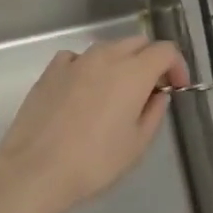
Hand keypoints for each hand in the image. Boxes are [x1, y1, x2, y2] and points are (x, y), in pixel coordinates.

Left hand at [0, 35, 187, 212]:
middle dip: (150, 60)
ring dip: (120, 63)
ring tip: (115, 93)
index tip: (177, 88)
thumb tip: (157, 95)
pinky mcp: (51, 71)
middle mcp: (106, 57)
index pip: (165, 51)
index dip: (177, 66)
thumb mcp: (137, 145)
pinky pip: (77, 58)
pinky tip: (83, 91)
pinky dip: (88, 67)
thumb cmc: (94, 162)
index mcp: (133, 72)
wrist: (35, 170)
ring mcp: (76, 60)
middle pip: (138, 43)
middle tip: (150, 90)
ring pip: (108, 48)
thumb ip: (154, 113)